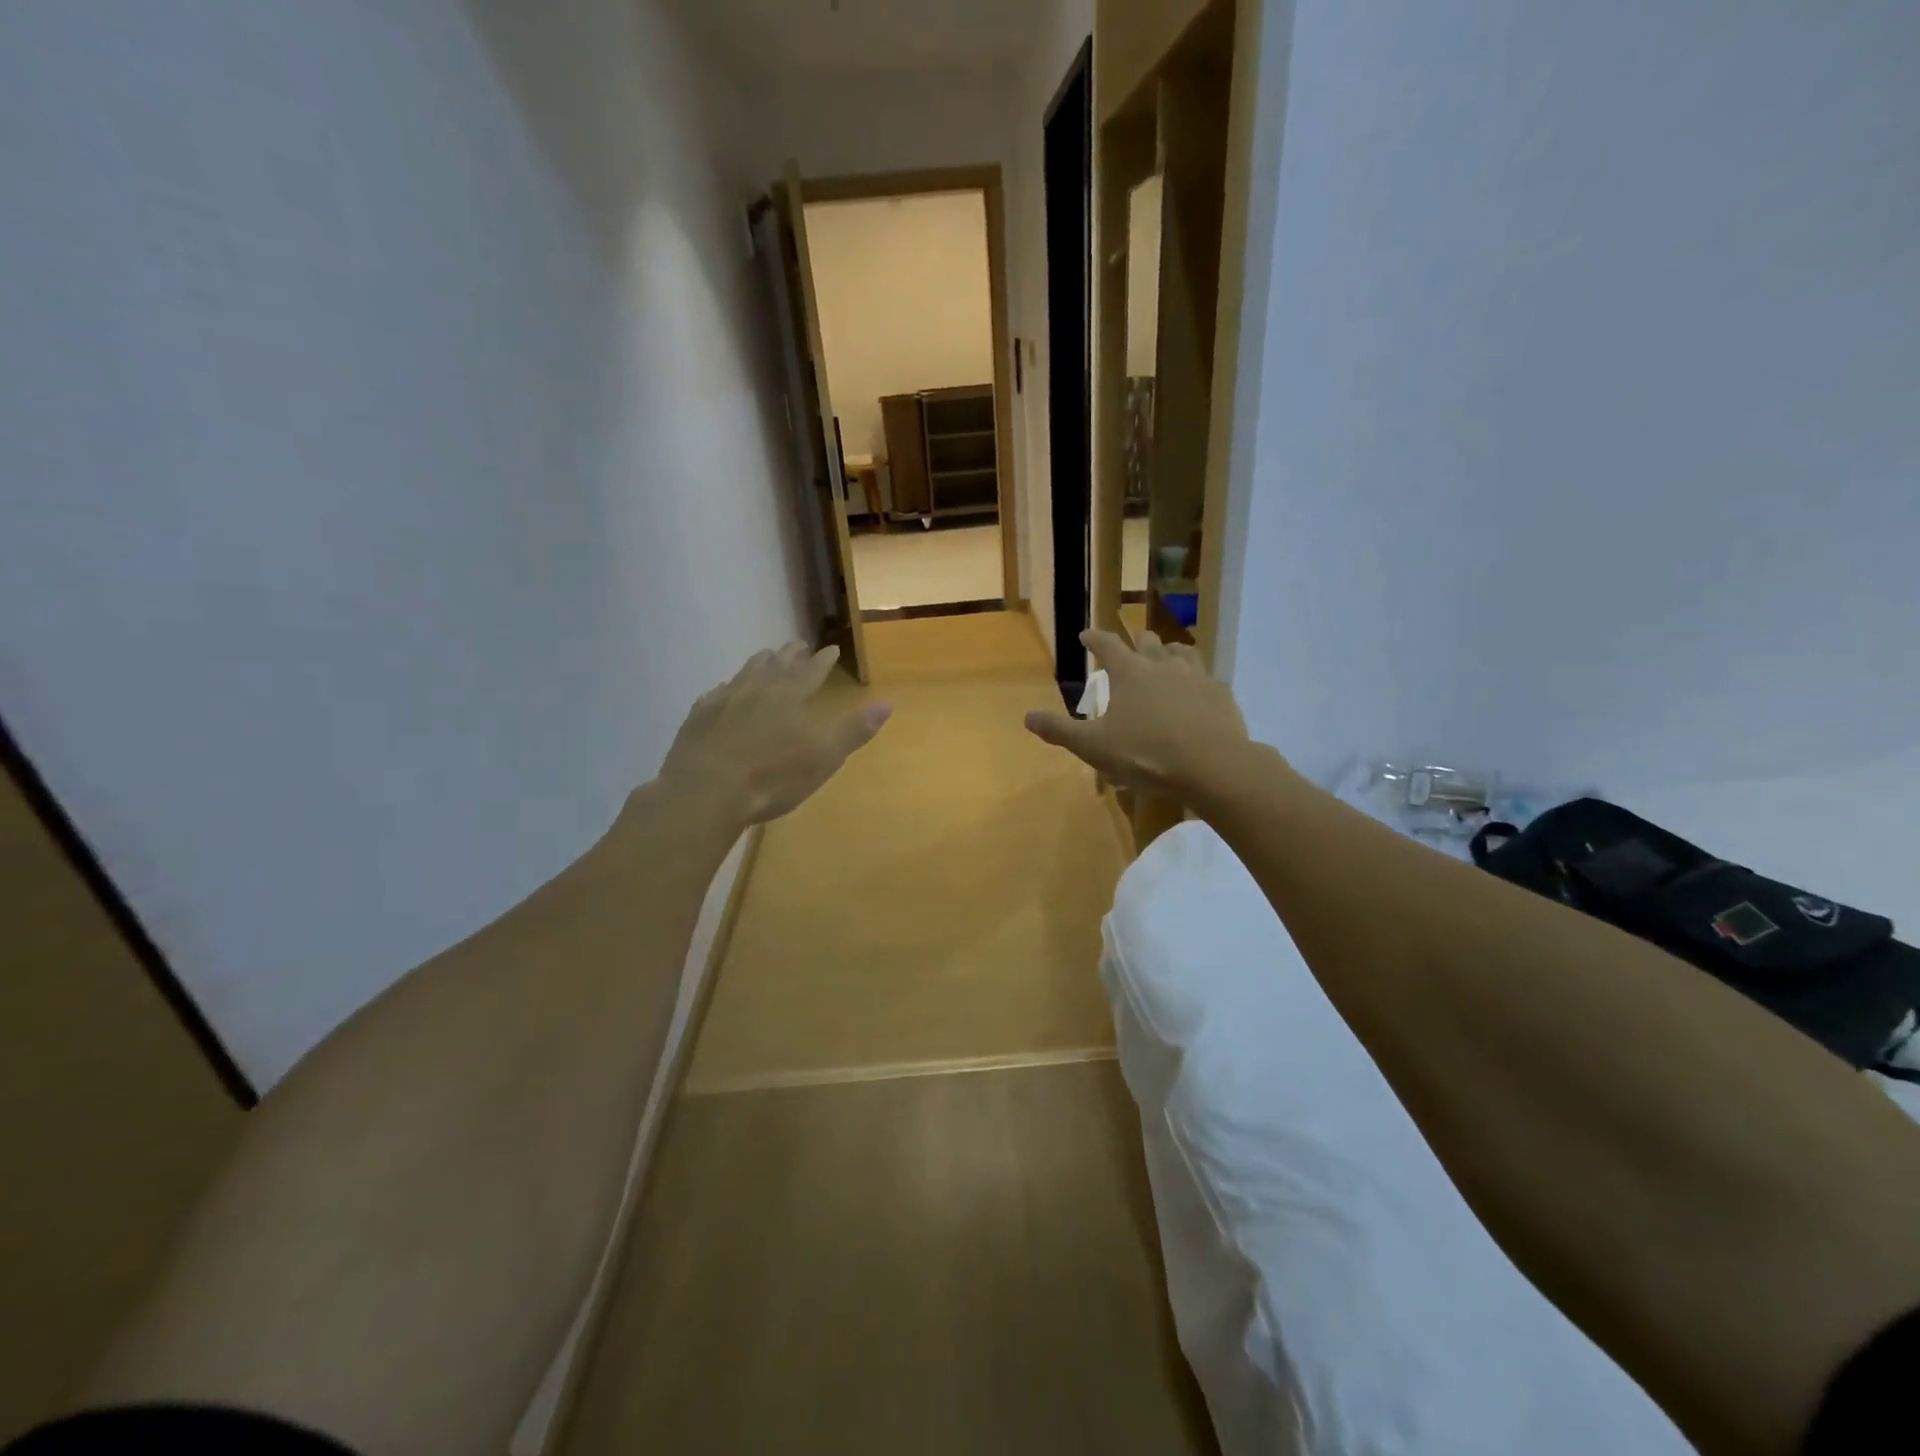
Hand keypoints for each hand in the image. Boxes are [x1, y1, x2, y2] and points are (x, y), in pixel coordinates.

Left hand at [659, 642, 890, 825]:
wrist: (707, 791)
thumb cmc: (774, 776)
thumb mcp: (825, 757)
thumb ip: (855, 730)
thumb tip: (887, 703)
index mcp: (791, 696)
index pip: (812, 671)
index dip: (823, 660)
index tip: (831, 648)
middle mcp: (758, 688)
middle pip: (778, 664)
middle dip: (792, 654)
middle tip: (799, 644)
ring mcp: (725, 699)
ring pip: (746, 672)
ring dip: (760, 662)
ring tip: (766, 656)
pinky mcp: (699, 716)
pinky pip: (717, 693)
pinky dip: (728, 687)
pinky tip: (725, 690)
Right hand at [1024, 629, 1248, 798]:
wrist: (1212, 766)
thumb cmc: (1145, 753)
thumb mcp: (1094, 747)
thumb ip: (1060, 730)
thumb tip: (1027, 717)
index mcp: (1130, 672)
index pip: (1107, 644)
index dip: (1094, 638)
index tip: (1086, 635)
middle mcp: (1163, 664)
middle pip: (1147, 642)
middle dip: (1136, 642)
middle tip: (1131, 648)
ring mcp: (1197, 676)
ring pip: (1182, 652)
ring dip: (1170, 653)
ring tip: (1166, 661)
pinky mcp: (1221, 694)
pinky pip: (1208, 679)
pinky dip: (1197, 682)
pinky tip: (1197, 695)